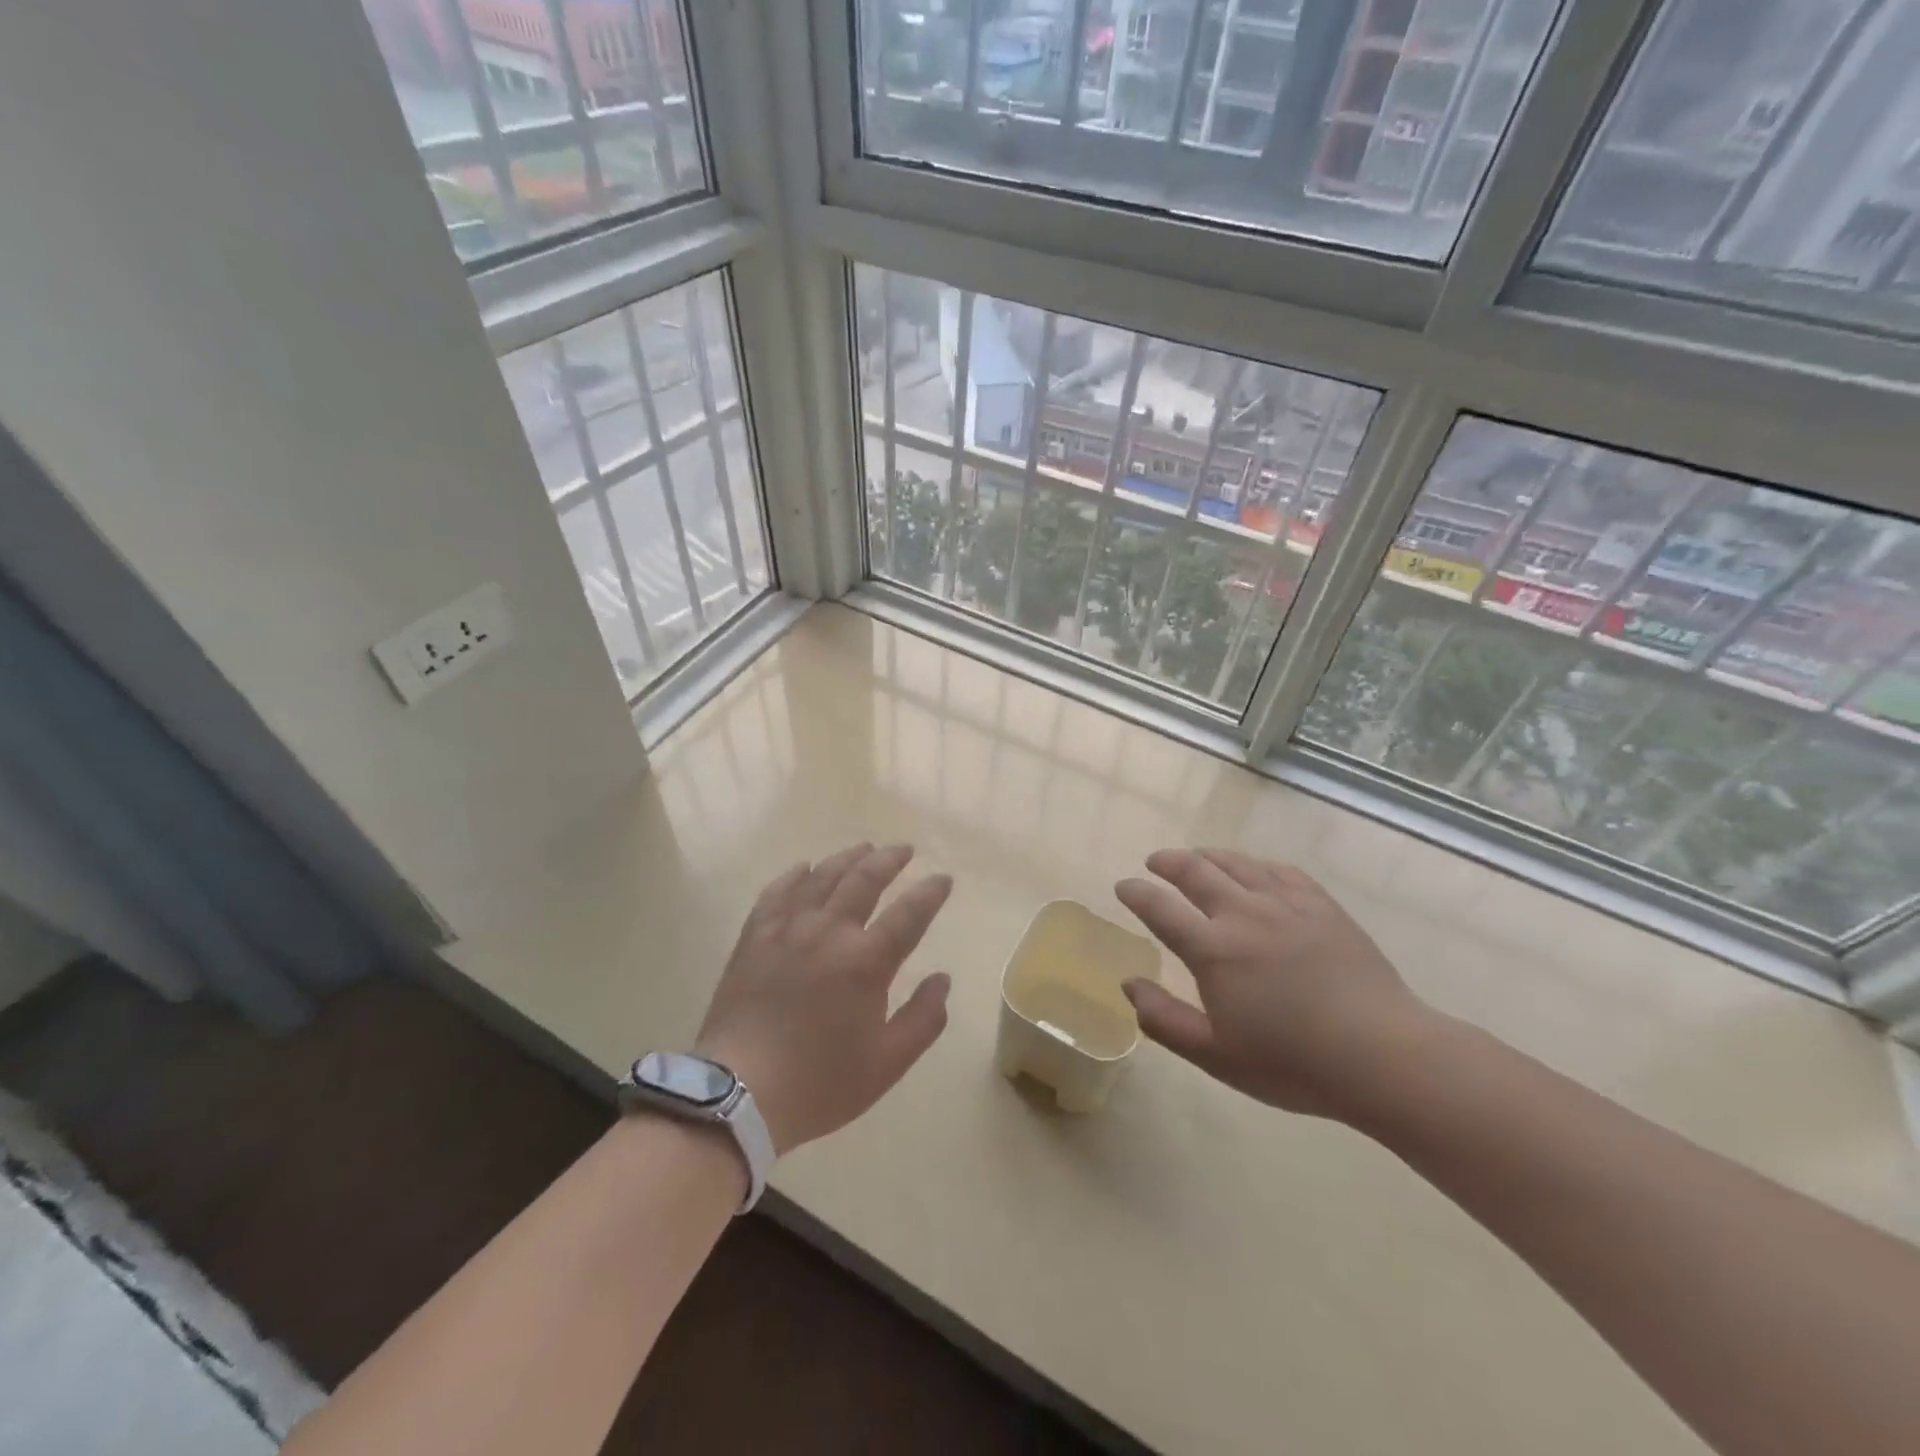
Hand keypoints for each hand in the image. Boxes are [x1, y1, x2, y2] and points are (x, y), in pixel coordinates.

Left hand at [694, 843, 953, 1154]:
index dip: (930, 892)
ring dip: (848, 858)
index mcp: (867, 961)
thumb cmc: (820, 1083)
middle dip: (889, 859)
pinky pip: (777, 892)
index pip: (909, 913)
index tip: (943, 879)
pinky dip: (795, 875)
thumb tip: (942, 978)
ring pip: (822, 877)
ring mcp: (788, 929)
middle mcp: (829, 932)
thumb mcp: (887, 1063)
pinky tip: (804, 867)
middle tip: (904, 850)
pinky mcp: (755, 937)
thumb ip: (924, 1018)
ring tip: (864, 848)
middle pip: (865, 879)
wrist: (738, 1095)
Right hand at [1115, 849, 1434, 1121]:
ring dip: (1208, 856)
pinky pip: (1280, 871)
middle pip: (1196, 871)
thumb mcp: (1216, 1055)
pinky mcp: (1322, 906)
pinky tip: (1255, 870)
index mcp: (1213, 950)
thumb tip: (1128, 984)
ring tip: (1196, 856)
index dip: (1137, 893)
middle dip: (1169, 862)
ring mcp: (1286, 905)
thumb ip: (1164, 1019)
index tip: (1123, 886)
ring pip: (1237, 864)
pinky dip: (1256, 865)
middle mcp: (1243, 914)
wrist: (1384, 1055)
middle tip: (1155, 861)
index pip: (1160, 908)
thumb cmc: (1293, 1063)